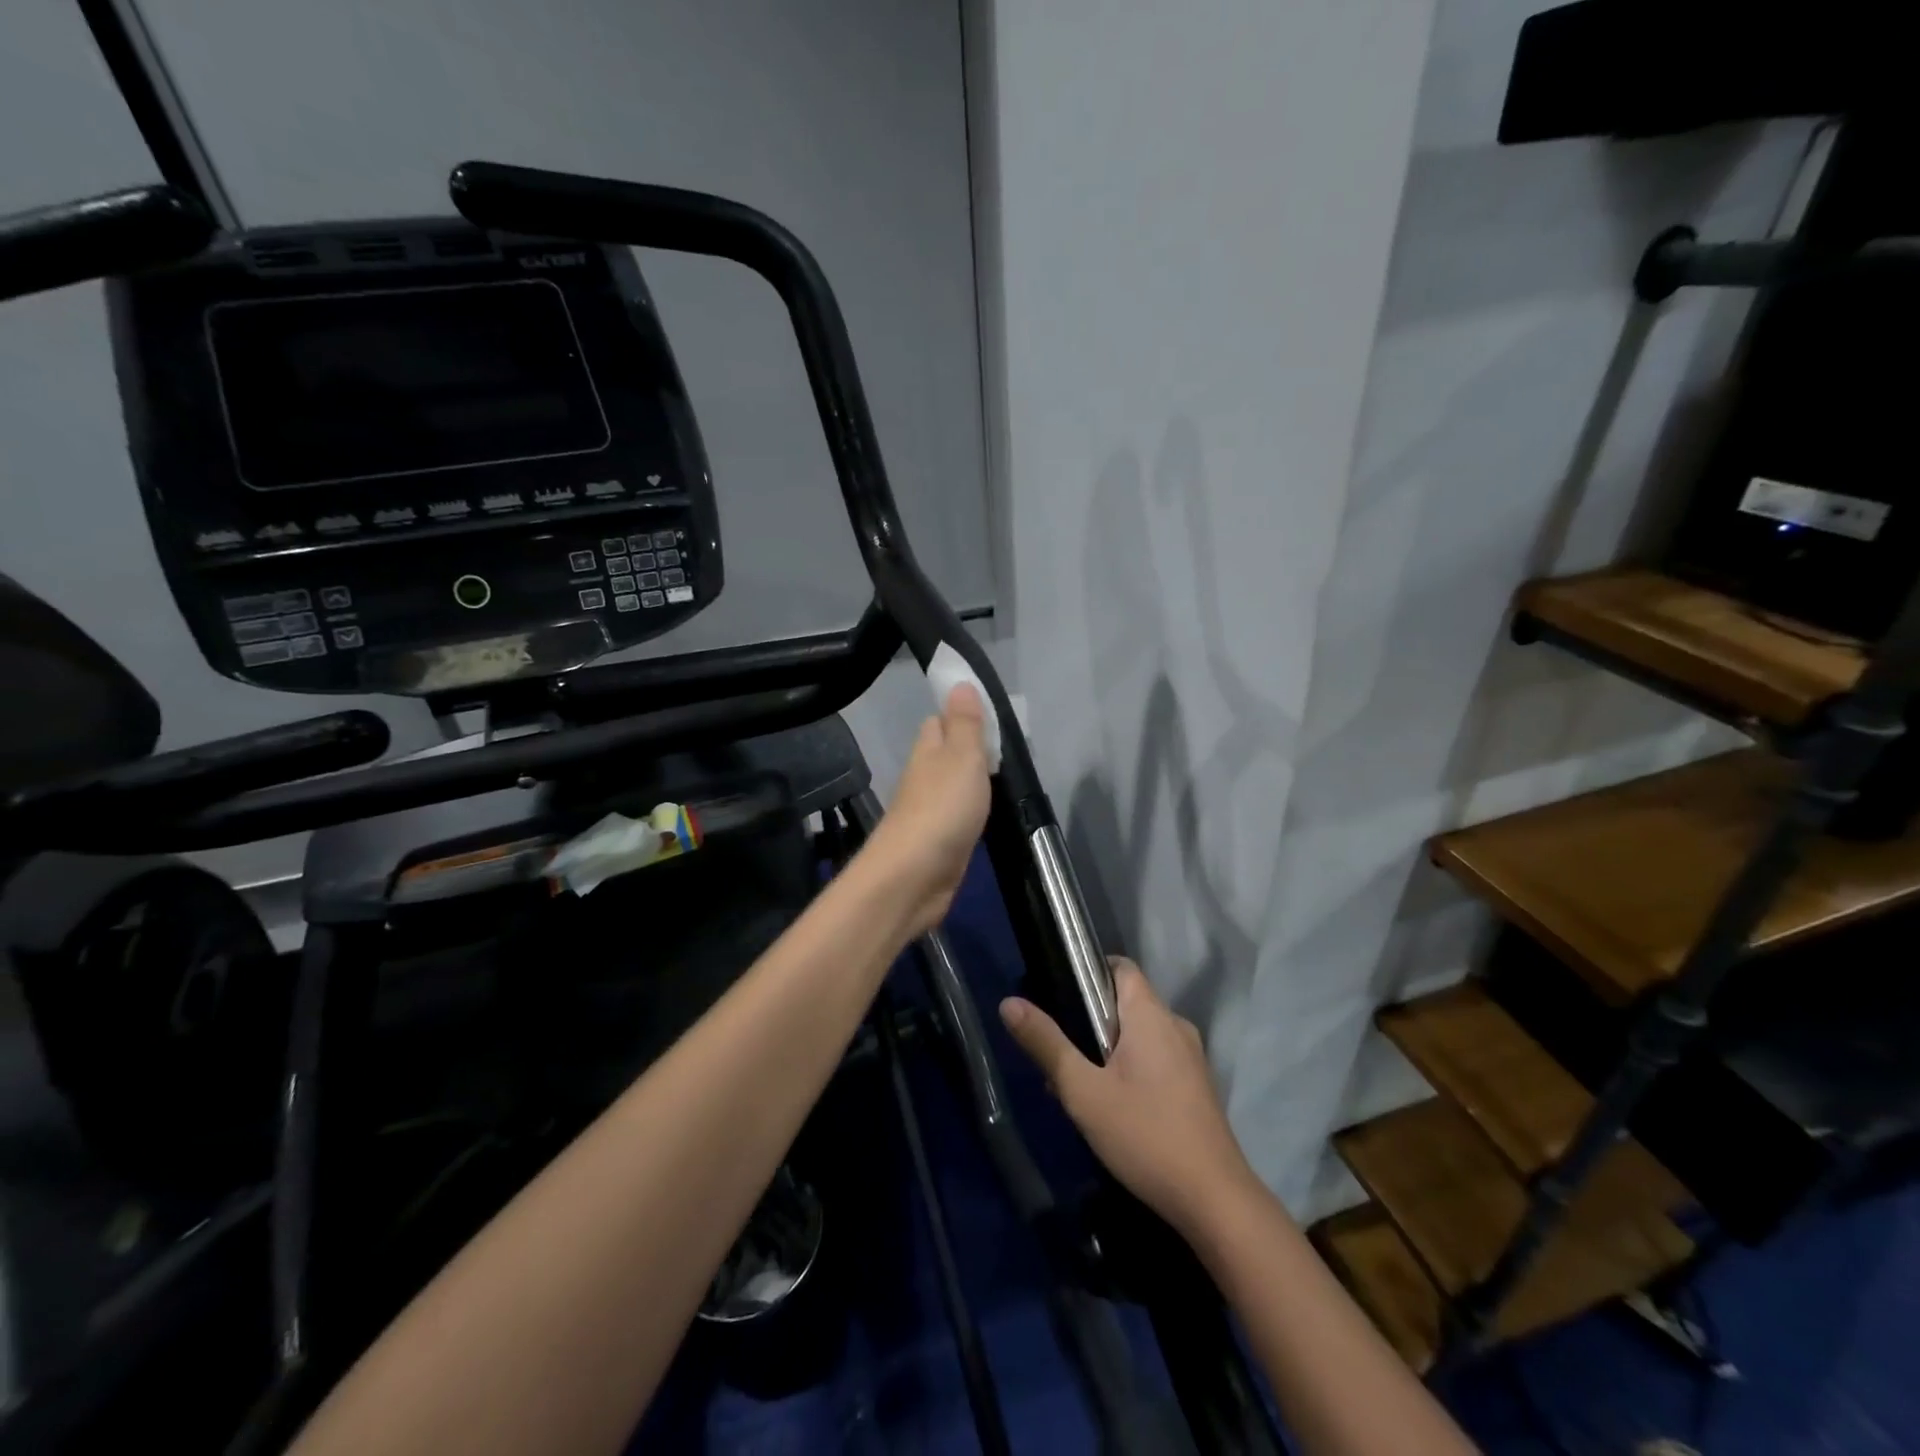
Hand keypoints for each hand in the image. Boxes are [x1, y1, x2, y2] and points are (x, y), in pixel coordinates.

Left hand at [865, 683, 991, 936]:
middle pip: (947, 755)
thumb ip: (965, 724)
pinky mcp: (939, 843)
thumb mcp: (961, 757)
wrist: (913, 878)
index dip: (962, 716)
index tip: (993, 718)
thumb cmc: (941, 810)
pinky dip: (974, 813)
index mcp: (927, 751)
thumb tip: (959, 683)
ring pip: (954, 786)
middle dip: (972, 750)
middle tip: (1010, 751)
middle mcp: (924, 777)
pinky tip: (991, 816)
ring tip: (1008, 780)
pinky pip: (959, 817)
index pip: (940, 721)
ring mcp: (930, 812)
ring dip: (974, 783)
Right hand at [1000, 959, 1259, 1239]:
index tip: (1056, 995)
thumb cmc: (1145, 1135)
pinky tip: (1109, 1107)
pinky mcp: (1195, 1087)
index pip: (1120, 967)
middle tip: (1056, 1053)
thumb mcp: (1083, 1091)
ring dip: (1106, 1050)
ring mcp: (1191, 1058)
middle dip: (1088, 1021)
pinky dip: (1129, 1069)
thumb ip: (1046, 1043)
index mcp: (1152, 1014)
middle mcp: (1175, 1026)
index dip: (1087, 972)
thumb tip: (1008, 1003)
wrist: (1215, 1202)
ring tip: (1076, 1086)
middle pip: (1125, 1003)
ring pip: (1138, 1035)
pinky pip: (1154, 1059)